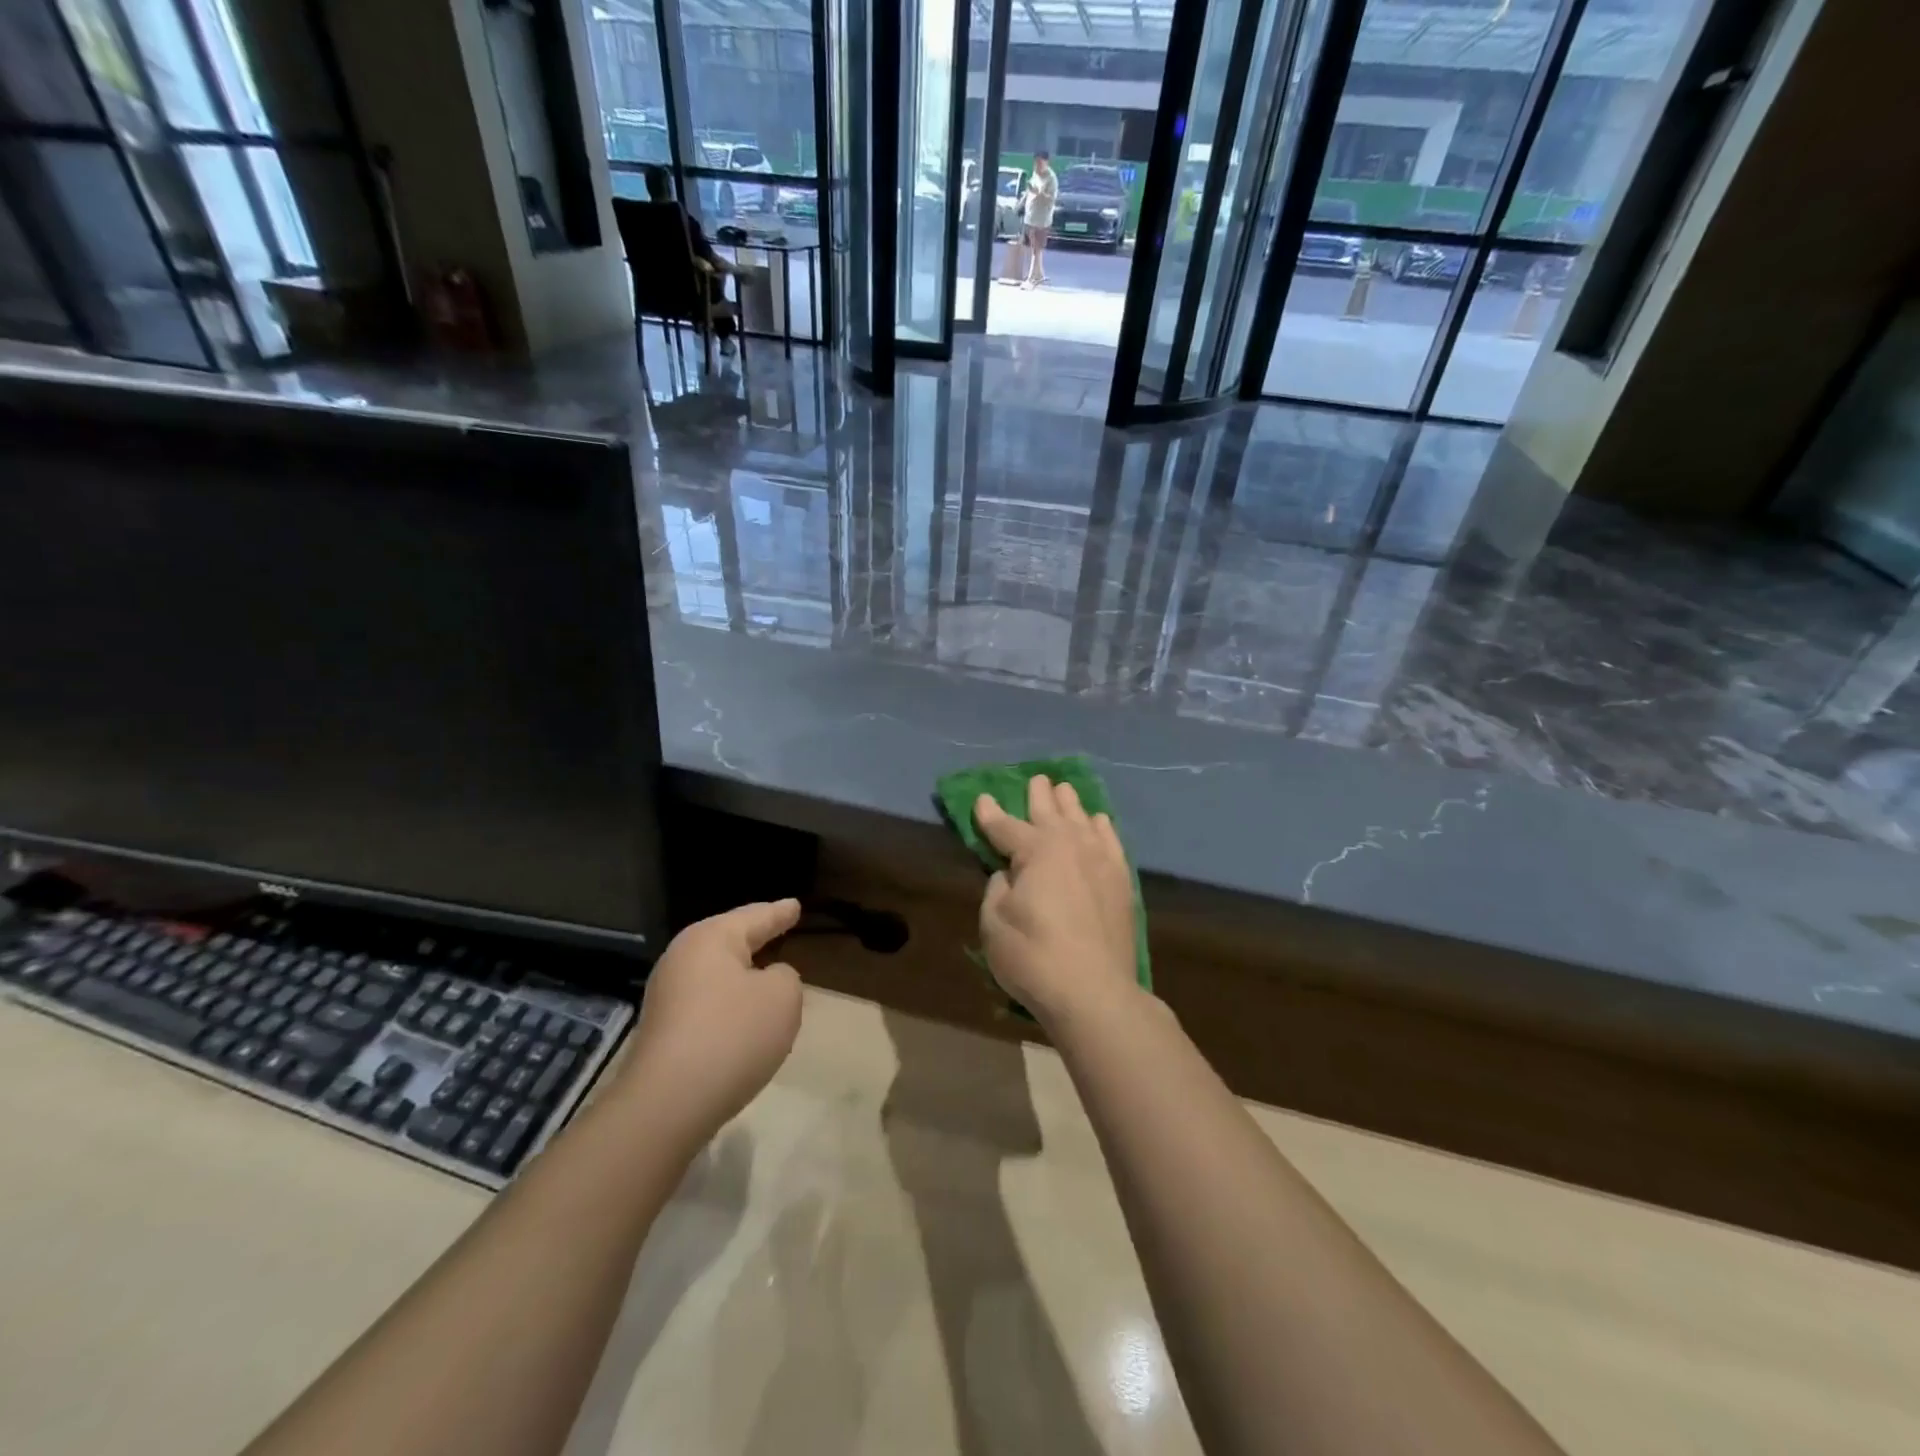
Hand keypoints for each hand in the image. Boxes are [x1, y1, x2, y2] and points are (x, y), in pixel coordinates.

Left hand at [614, 899, 802, 1147]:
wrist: (666, 1105)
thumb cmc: (732, 1035)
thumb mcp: (782, 997)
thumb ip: (785, 977)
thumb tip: (767, 980)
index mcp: (710, 938)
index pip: (755, 917)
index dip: (780, 912)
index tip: (796, 905)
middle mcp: (682, 959)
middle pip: (729, 941)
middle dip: (755, 937)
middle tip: (778, 927)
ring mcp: (667, 996)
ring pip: (716, 975)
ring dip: (742, 976)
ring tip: (767, 974)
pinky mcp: (663, 1032)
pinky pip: (706, 1005)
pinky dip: (729, 1006)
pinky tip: (743, 1019)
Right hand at [974, 776, 1140, 1026]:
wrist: (1094, 992)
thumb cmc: (1033, 956)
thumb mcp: (994, 922)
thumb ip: (998, 888)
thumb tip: (1010, 874)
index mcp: (1036, 850)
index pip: (1006, 826)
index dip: (990, 814)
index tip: (980, 799)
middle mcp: (1071, 844)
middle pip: (1050, 812)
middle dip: (1038, 795)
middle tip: (1035, 779)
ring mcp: (1101, 860)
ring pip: (1083, 820)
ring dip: (1070, 804)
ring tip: (1064, 791)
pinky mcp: (1121, 881)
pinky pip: (1111, 841)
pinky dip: (1102, 827)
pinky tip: (1099, 821)